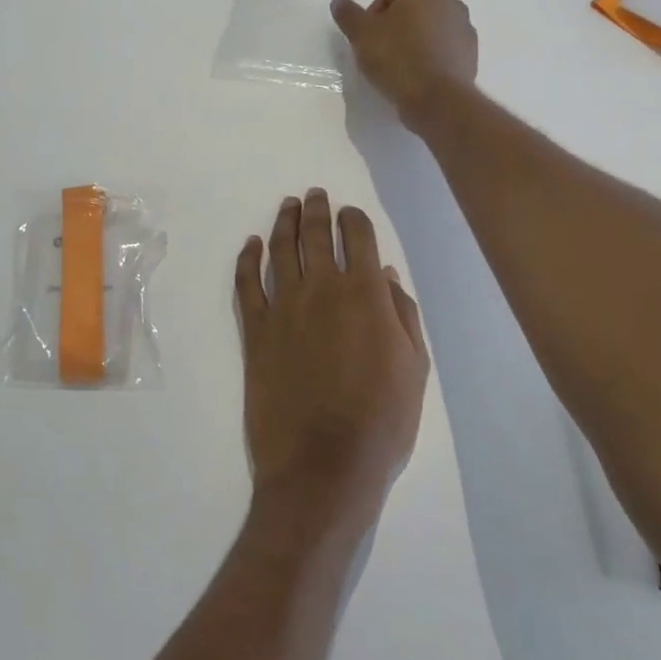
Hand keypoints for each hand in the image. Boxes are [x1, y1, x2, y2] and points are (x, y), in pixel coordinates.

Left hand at [234, 191, 429, 539]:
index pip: (358, 238)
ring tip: (288, 206)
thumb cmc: (381, 420)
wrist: (323, 465)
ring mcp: (283, 309)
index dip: (354, 219)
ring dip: (284, 223)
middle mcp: (321, 290)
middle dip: (317, 210)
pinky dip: (247, 259)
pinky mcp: (254, 332)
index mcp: (365, 294)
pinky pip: (246, 284)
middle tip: (314, 194)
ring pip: (280, 251)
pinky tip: (251, 245)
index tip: (351, 213)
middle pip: (316, 235)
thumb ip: (401, 313)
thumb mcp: (414, 367)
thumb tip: (385, 273)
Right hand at [330, 0, 477, 129]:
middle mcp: (452, 3)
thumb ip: (349, 15)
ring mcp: (465, 30)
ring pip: (434, 27)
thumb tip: (339, 1)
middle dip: (399, 20)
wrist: (437, 99)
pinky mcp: (470, 56)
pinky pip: (445, 48)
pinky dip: (430, 56)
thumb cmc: (397, 58)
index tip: (369, 28)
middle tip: (380, 44)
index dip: (381, 4)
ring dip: (416, 38)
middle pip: (420, 5)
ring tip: (397, 63)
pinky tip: (416, 76)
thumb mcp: (362, 35)